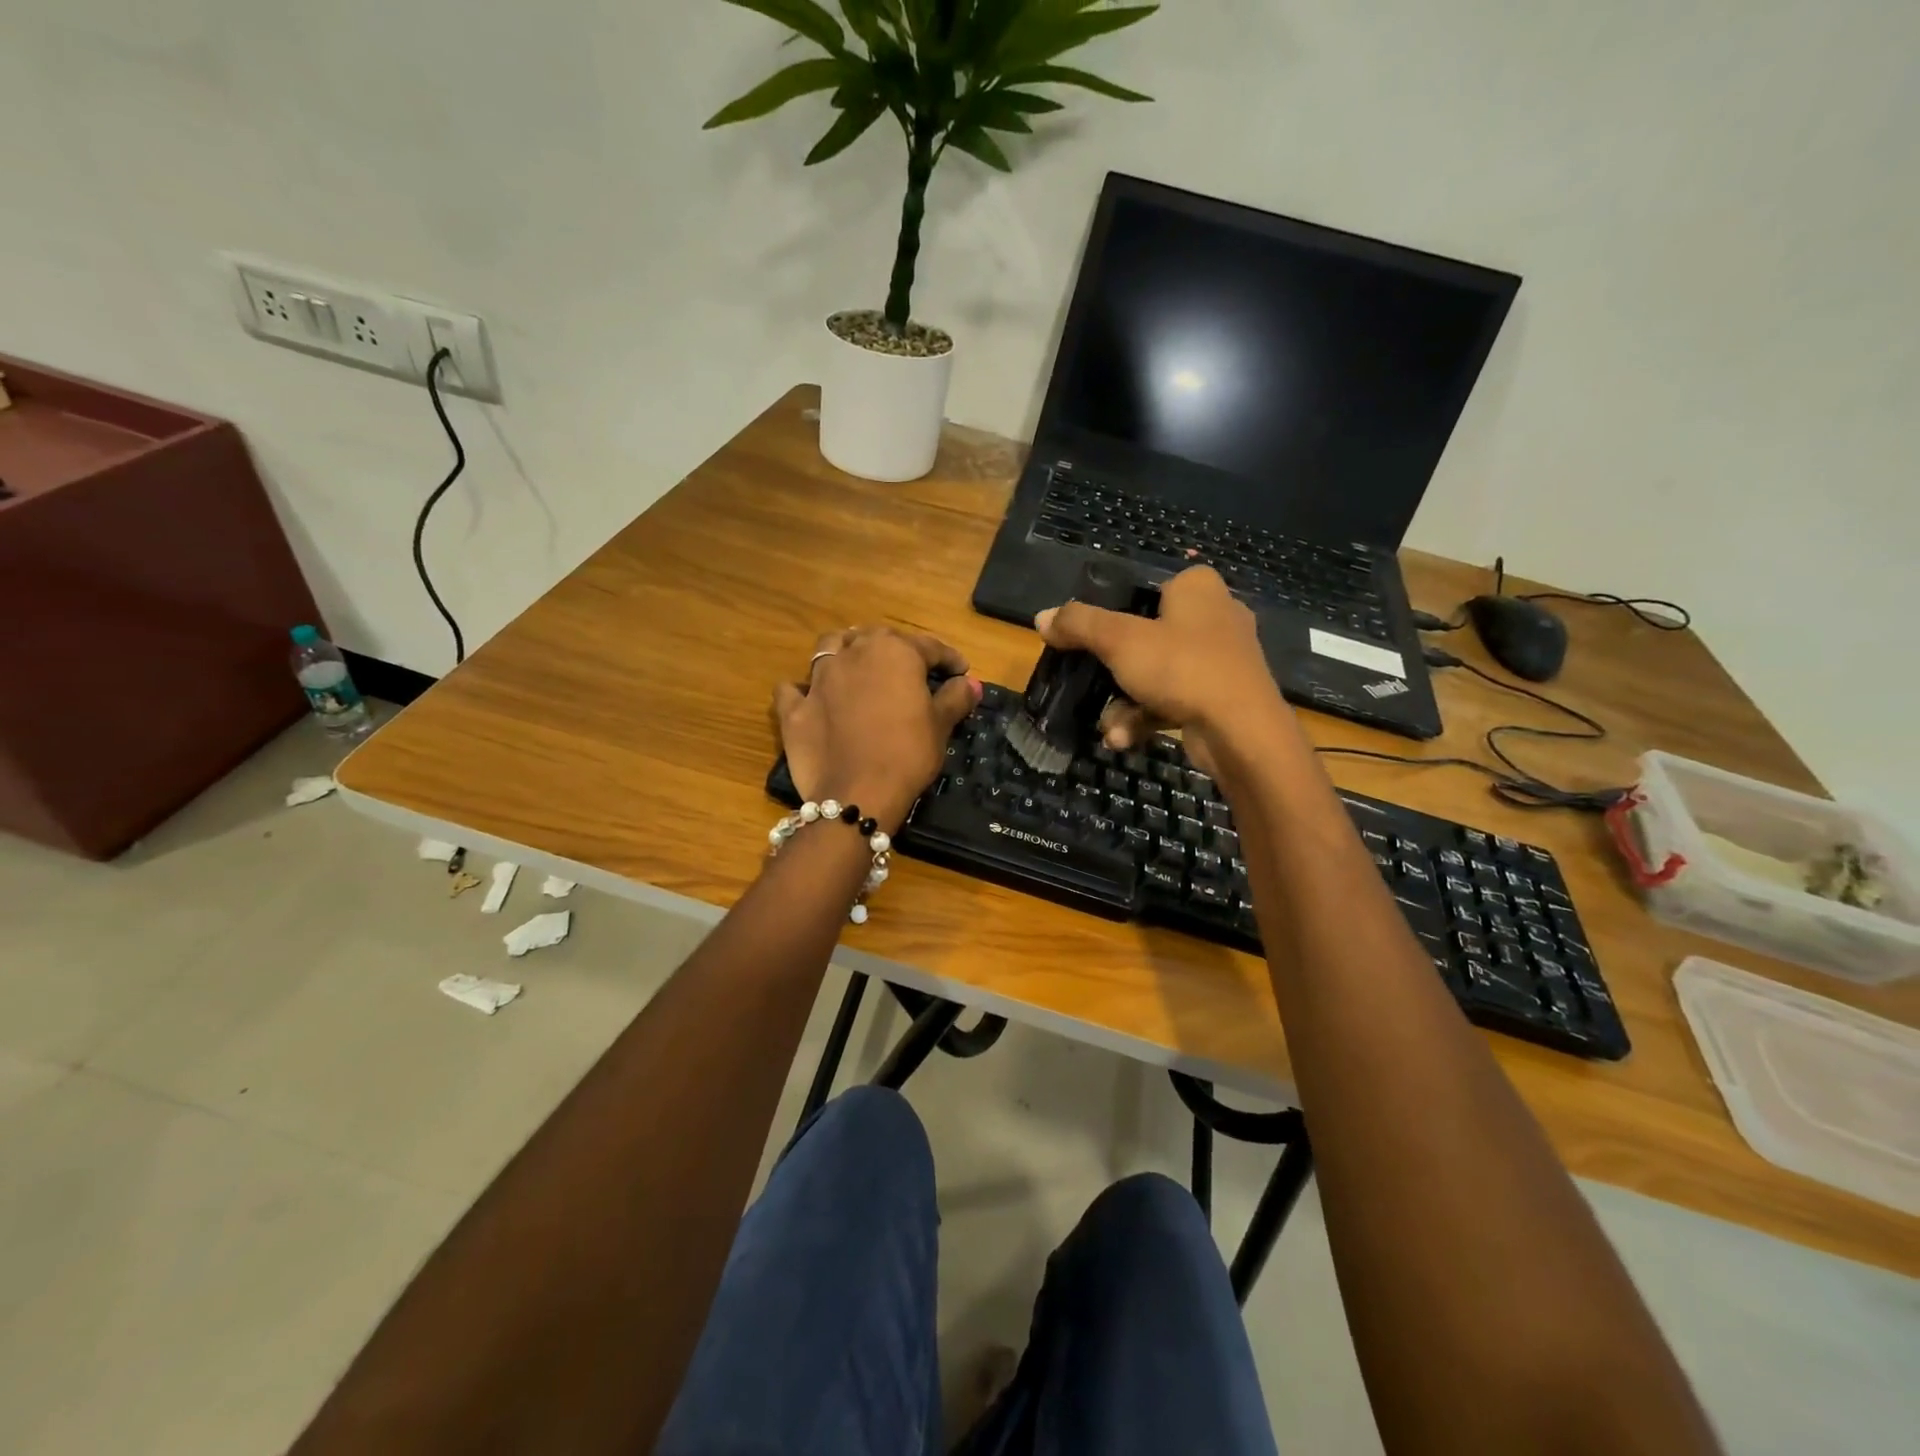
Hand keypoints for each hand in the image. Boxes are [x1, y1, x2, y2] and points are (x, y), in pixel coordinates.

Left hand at [773, 628, 980, 831]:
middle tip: (911, 669)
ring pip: (829, 648)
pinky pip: (793, 690)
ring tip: (857, 666)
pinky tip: (809, 698)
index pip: (928, 646)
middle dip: (896, 648)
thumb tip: (970, 683)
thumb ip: (955, 697)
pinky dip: (801, 690)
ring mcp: (818, 680)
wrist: (857, 794)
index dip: (948, 658)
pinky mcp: (795, 709)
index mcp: (894, 652)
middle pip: (875, 638)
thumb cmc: (908, 753)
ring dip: (845, 651)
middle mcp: (853, 654)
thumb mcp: (940, 726)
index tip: (960, 671)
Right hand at [1034, 566, 1294, 769]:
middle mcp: (1214, 617)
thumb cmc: (1182, 667)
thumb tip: (1042, 617)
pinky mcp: (1222, 697)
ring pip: (1156, 675)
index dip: (1114, 612)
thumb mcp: (1119, 640)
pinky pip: (1173, 700)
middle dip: (1112, 673)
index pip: (1146, 588)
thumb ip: (1079, 624)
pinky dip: (1146, 718)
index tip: (1088, 638)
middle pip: (1145, 637)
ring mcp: (1221, 660)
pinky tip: (1124, 739)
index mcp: (1197, 588)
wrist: (1241, 731)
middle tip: (1088, 685)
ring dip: (1124, 704)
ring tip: (1109, 728)